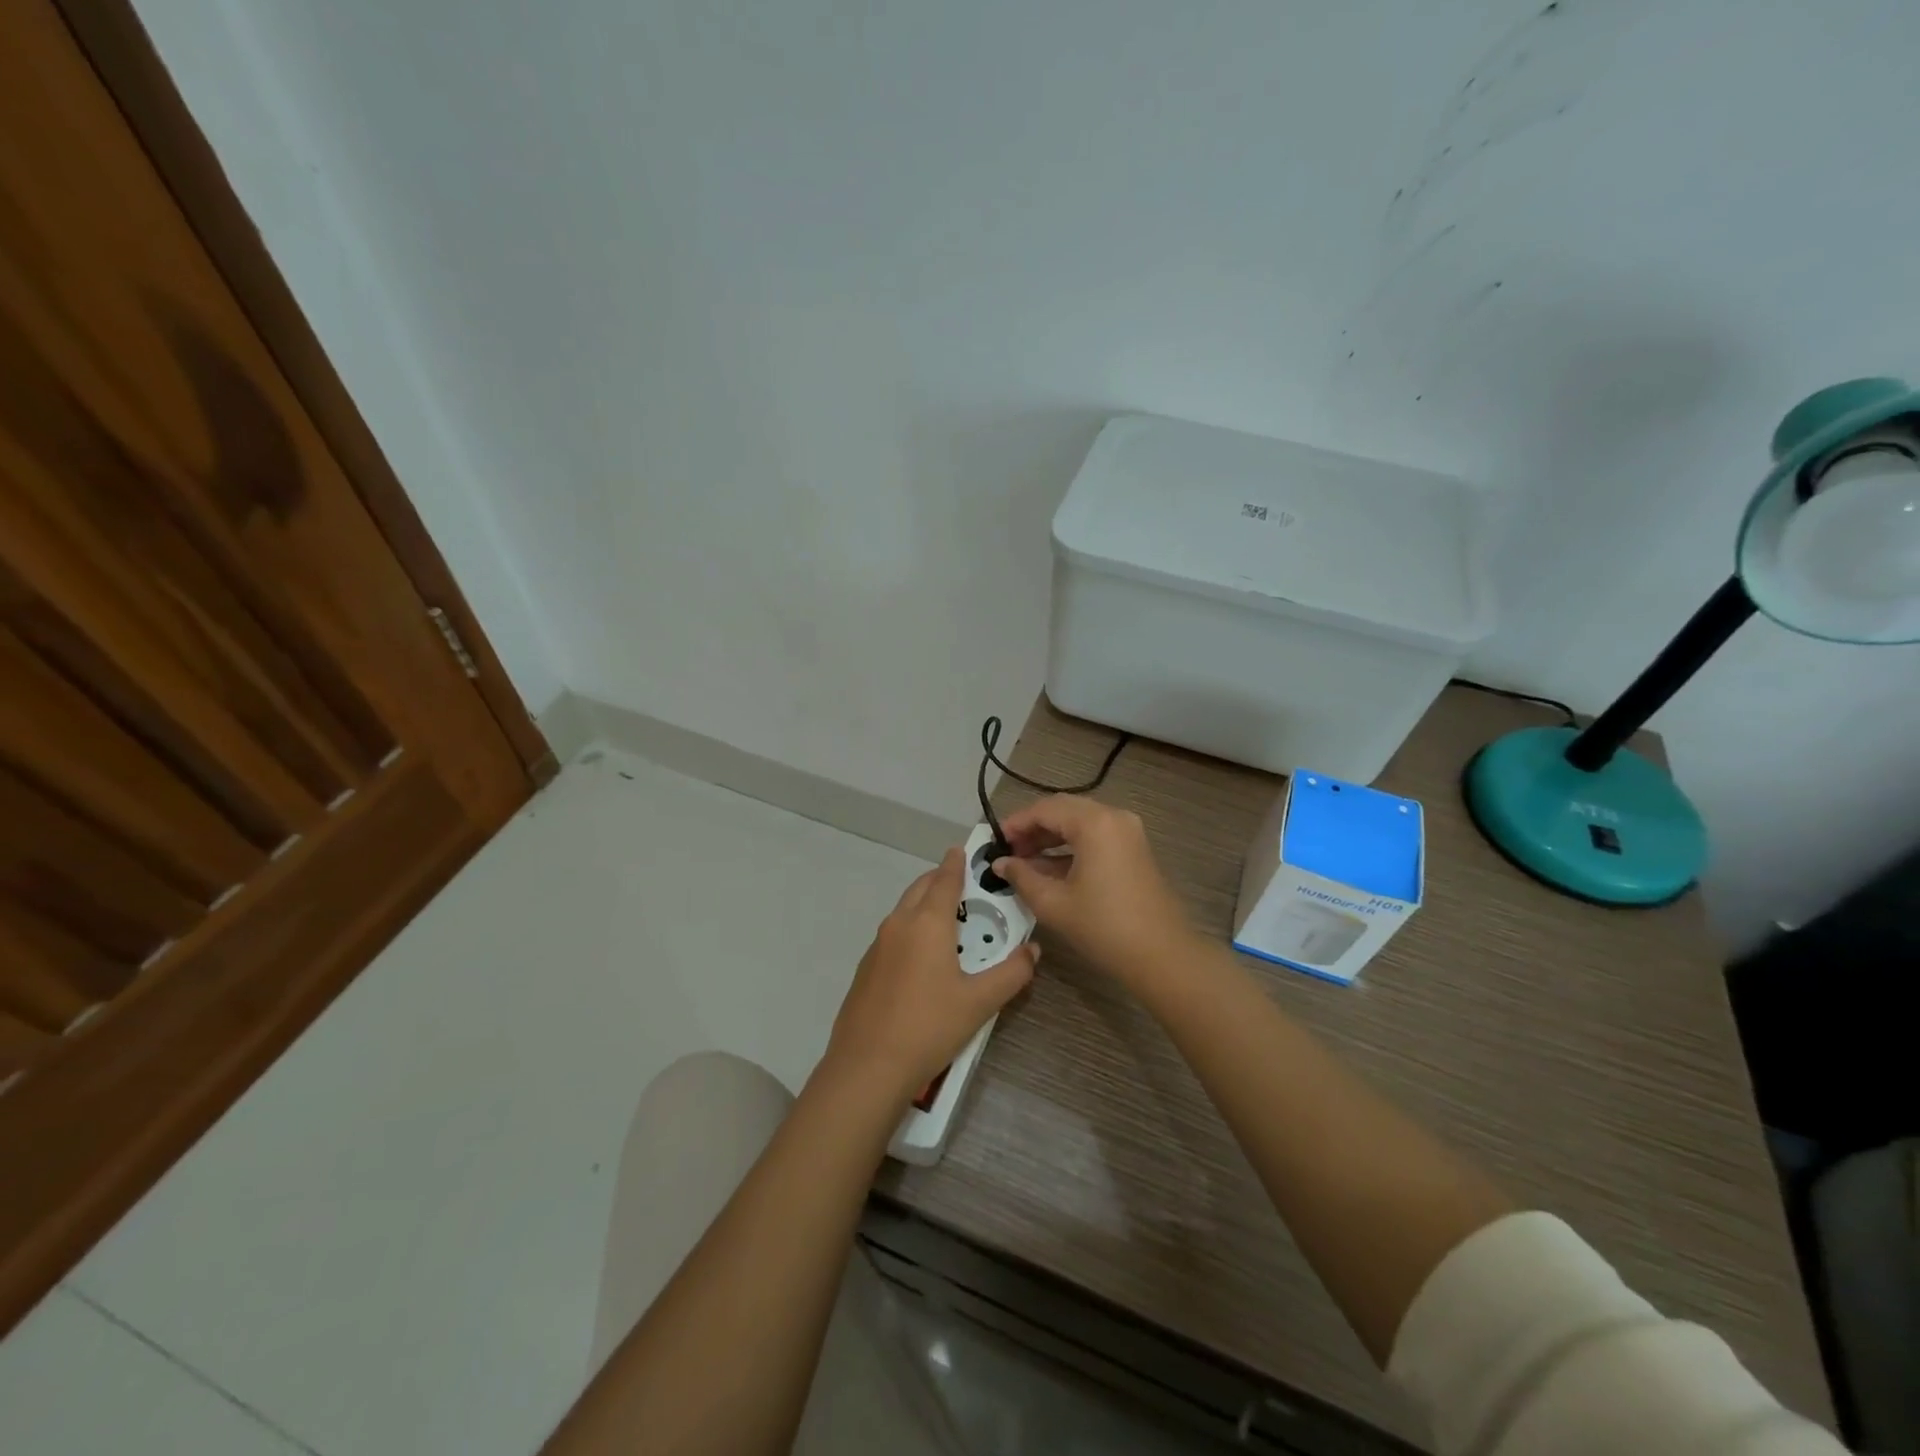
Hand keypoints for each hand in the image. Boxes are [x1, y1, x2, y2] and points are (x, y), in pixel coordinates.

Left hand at [824, 847, 1036, 1105]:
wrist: (867, 1066)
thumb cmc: (929, 1026)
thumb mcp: (980, 1002)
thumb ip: (1012, 973)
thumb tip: (1032, 950)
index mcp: (927, 923)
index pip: (944, 879)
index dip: (956, 862)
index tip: (964, 850)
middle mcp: (899, 924)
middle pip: (921, 888)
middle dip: (940, 880)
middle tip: (965, 888)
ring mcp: (877, 945)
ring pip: (904, 910)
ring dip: (925, 905)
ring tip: (949, 923)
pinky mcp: (866, 967)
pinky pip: (893, 934)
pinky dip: (911, 929)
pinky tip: (923, 959)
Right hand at [992, 796, 1193, 987]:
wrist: (1162, 956)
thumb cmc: (1104, 927)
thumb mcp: (1054, 903)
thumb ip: (1022, 877)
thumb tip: (1000, 863)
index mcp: (1094, 823)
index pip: (1045, 809)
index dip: (1015, 823)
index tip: (993, 842)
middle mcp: (1113, 817)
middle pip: (1063, 810)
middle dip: (1033, 828)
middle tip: (1008, 851)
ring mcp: (1128, 832)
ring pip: (1079, 823)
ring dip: (1051, 838)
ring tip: (1023, 862)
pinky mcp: (1134, 849)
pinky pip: (1095, 836)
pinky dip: (1070, 847)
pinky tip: (1049, 869)